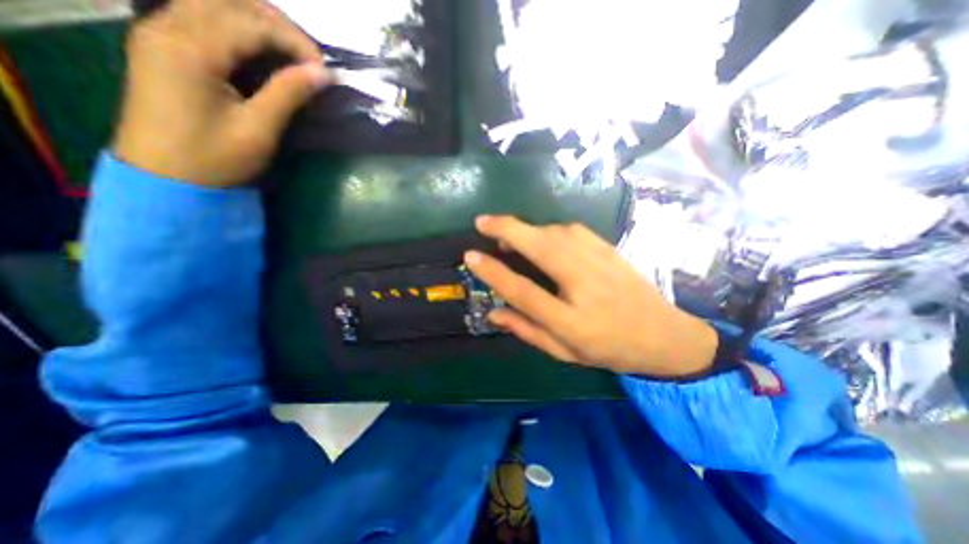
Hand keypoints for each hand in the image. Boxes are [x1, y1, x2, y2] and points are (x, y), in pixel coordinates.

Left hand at [112, 1, 329, 187]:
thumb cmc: (214, 158)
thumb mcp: (258, 129)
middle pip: (227, 1)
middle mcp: (167, 26)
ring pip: (213, 4)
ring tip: (291, 51)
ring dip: (257, 22)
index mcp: (190, 48)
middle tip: (309, 57)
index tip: (323, 68)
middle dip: (276, 24)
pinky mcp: (163, 47)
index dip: (293, 40)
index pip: (249, 21)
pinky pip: (202, 19)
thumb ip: (288, 94)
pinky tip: (260, 51)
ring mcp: (159, 33)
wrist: (165, 178)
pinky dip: (238, 29)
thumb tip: (322, 73)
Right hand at [462, 214, 717, 378]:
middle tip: (481, 222)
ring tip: (509, 237)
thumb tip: (493, 314)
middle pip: (540, 247)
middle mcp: (584, 285)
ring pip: (554, 232)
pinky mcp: (608, 248)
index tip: (471, 257)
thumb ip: (526, 330)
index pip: (523, 291)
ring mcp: (600, 262)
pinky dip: (548, 230)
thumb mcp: (564, 352)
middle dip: (506, 229)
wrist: (665, 336)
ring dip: (526, 230)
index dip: (494, 272)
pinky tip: (542, 238)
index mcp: (571, 320)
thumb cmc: (610, 349)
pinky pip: (571, 230)